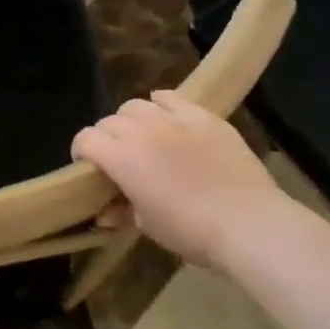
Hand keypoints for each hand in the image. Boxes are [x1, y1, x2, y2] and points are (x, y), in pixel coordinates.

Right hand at [71, 93, 293, 269]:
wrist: (248, 222)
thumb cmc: (190, 230)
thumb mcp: (147, 225)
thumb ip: (122, 210)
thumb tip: (106, 212)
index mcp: (121, 158)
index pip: (85, 139)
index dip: (81, 151)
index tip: (88, 167)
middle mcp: (141, 131)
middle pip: (109, 121)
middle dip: (105, 137)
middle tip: (117, 157)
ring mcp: (174, 120)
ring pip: (136, 105)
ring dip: (130, 120)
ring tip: (142, 136)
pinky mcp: (203, 116)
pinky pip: (171, 98)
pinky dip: (161, 104)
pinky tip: (166, 118)